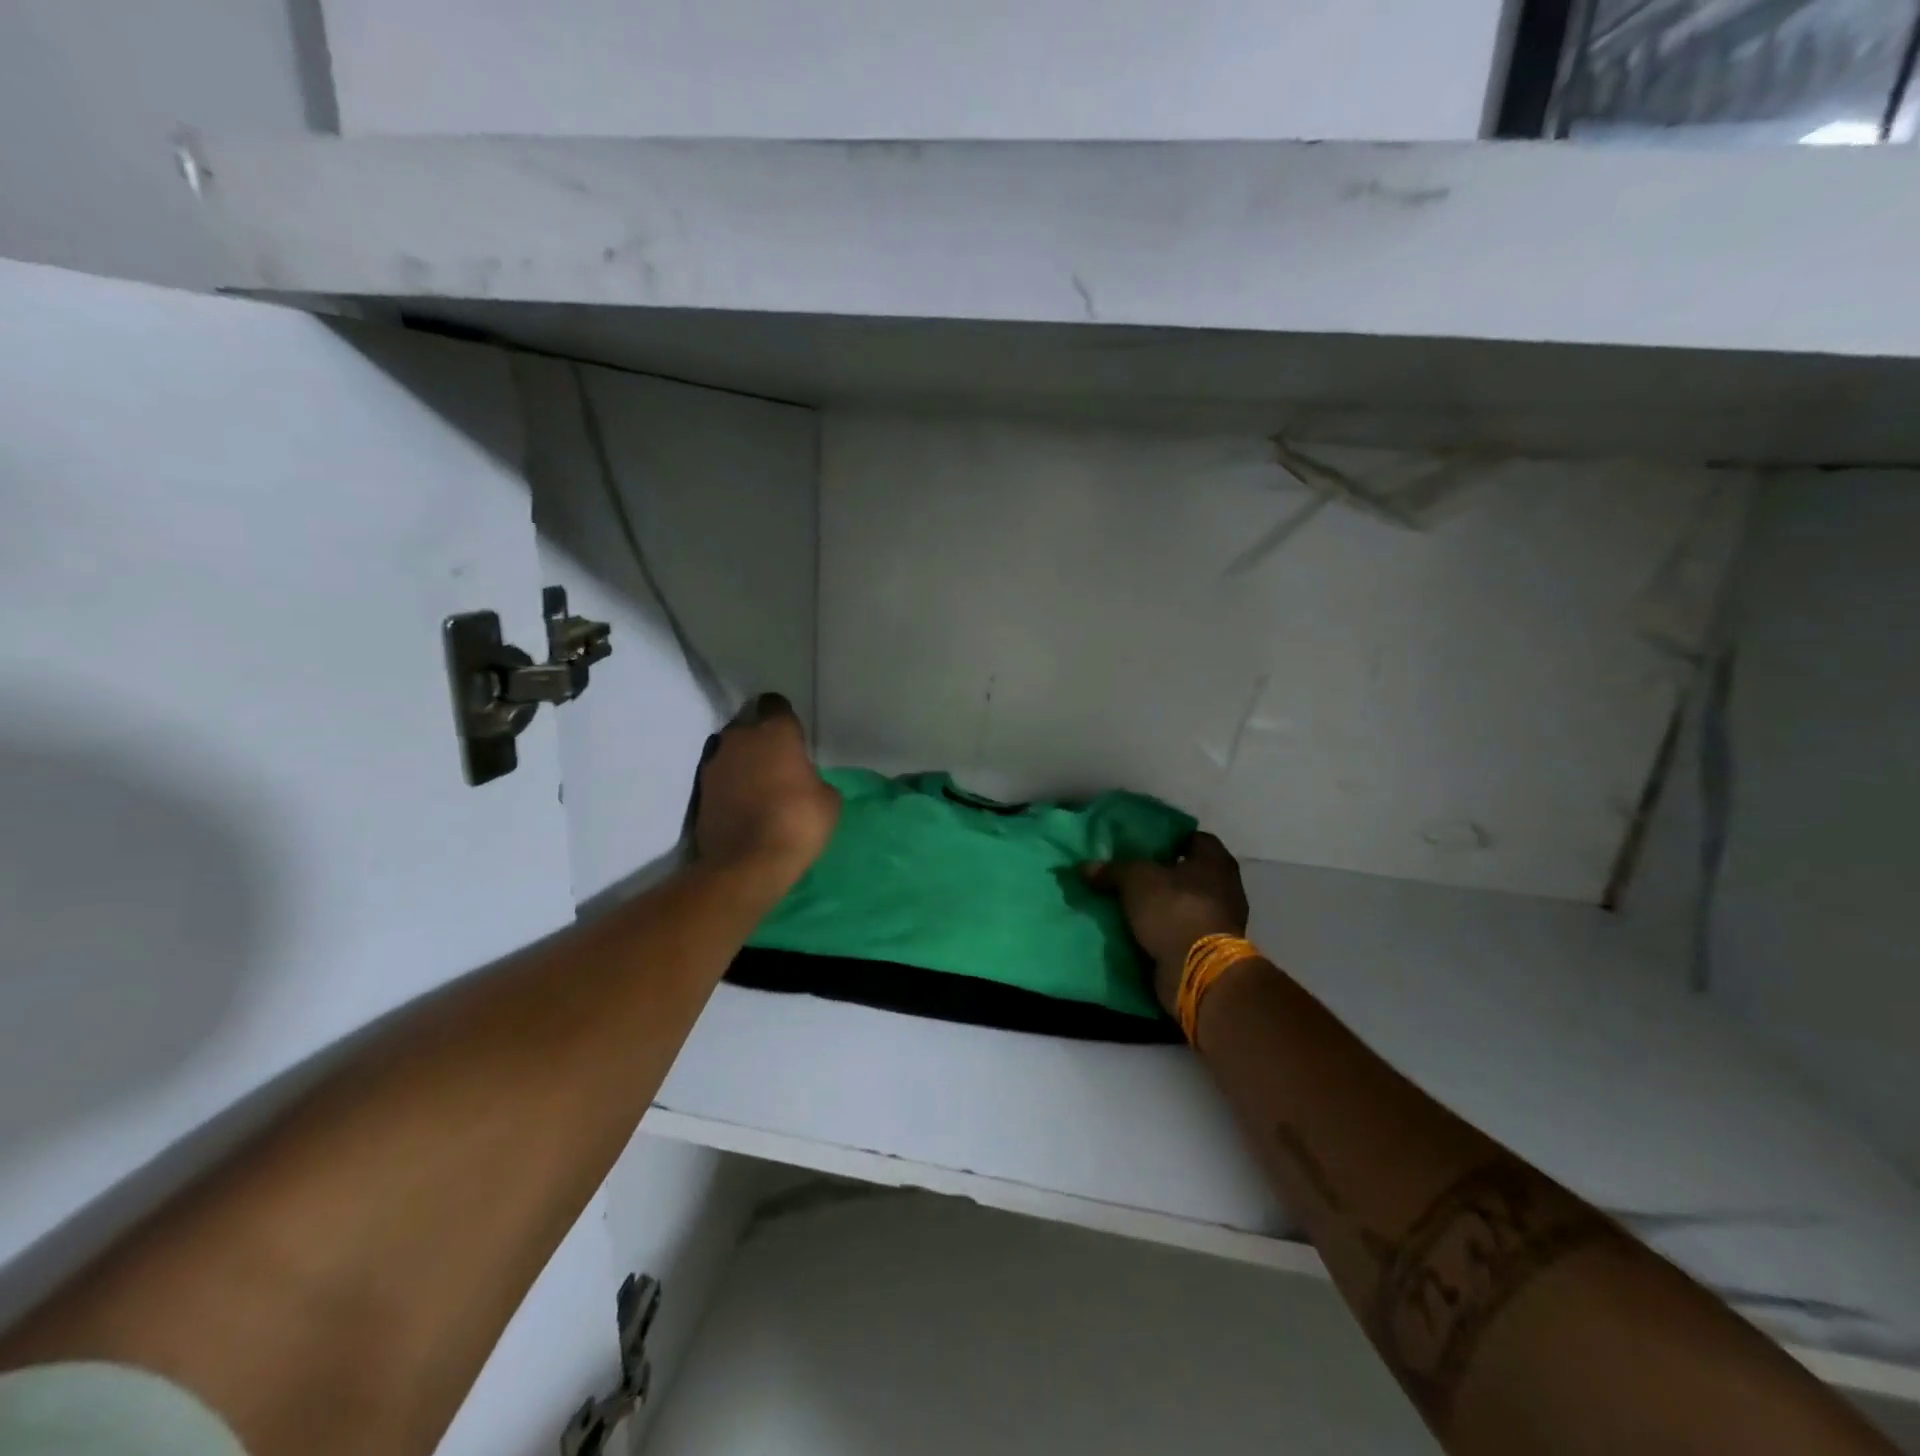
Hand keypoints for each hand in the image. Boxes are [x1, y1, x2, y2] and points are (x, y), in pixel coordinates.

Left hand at [691, 693, 840, 881]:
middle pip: (750, 728)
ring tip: (759, 788)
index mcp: (775, 731)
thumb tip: (805, 782)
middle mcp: (740, 738)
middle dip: (761, 741)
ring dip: (743, 764)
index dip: (784, 718)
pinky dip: (730, 788)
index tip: (793, 736)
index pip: (776, 705)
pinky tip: (743, 806)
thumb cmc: (798, 821)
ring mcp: (714, 764)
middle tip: (778, 764)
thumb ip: (815, 779)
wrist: (747, 863)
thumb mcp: (829, 800)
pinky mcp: (699, 792)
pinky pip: (720, 780)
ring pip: (732, 753)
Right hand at [1083, 832, 1249, 1014]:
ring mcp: (1221, 920)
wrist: (1199, 970)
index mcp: (1215, 861)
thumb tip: (1085, 867)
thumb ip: (1112, 870)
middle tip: (1132, 874)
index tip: (1145, 845)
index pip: (1195, 838)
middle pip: (1190, 873)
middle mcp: (1225, 887)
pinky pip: (1183, 931)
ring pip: (1185, 904)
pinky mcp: (1210, 949)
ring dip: (1163, 905)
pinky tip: (1140, 931)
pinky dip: (1166, 931)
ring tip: (1131, 904)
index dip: (1170, 840)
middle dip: (1163, 874)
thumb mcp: (1135, 880)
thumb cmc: (1174, 910)